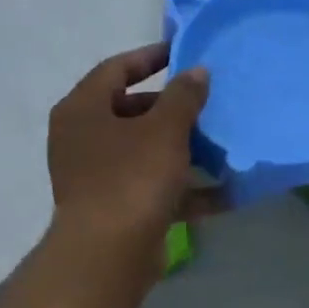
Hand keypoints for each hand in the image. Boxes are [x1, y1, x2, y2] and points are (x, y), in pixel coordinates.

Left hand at [47, 42, 217, 252]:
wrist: (109, 254)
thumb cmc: (132, 177)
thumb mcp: (165, 129)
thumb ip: (184, 96)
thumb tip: (196, 72)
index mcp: (83, 110)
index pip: (116, 69)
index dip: (150, 57)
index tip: (183, 53)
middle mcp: (83, 139)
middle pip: (132, 111)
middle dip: (173, 108)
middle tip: (208, 103)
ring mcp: (97, 176)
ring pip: (146, 151)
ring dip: (183, 149)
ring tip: (221, 144)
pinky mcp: (116, 207)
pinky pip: (155, 188)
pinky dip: (185, 189)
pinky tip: (225, 192)